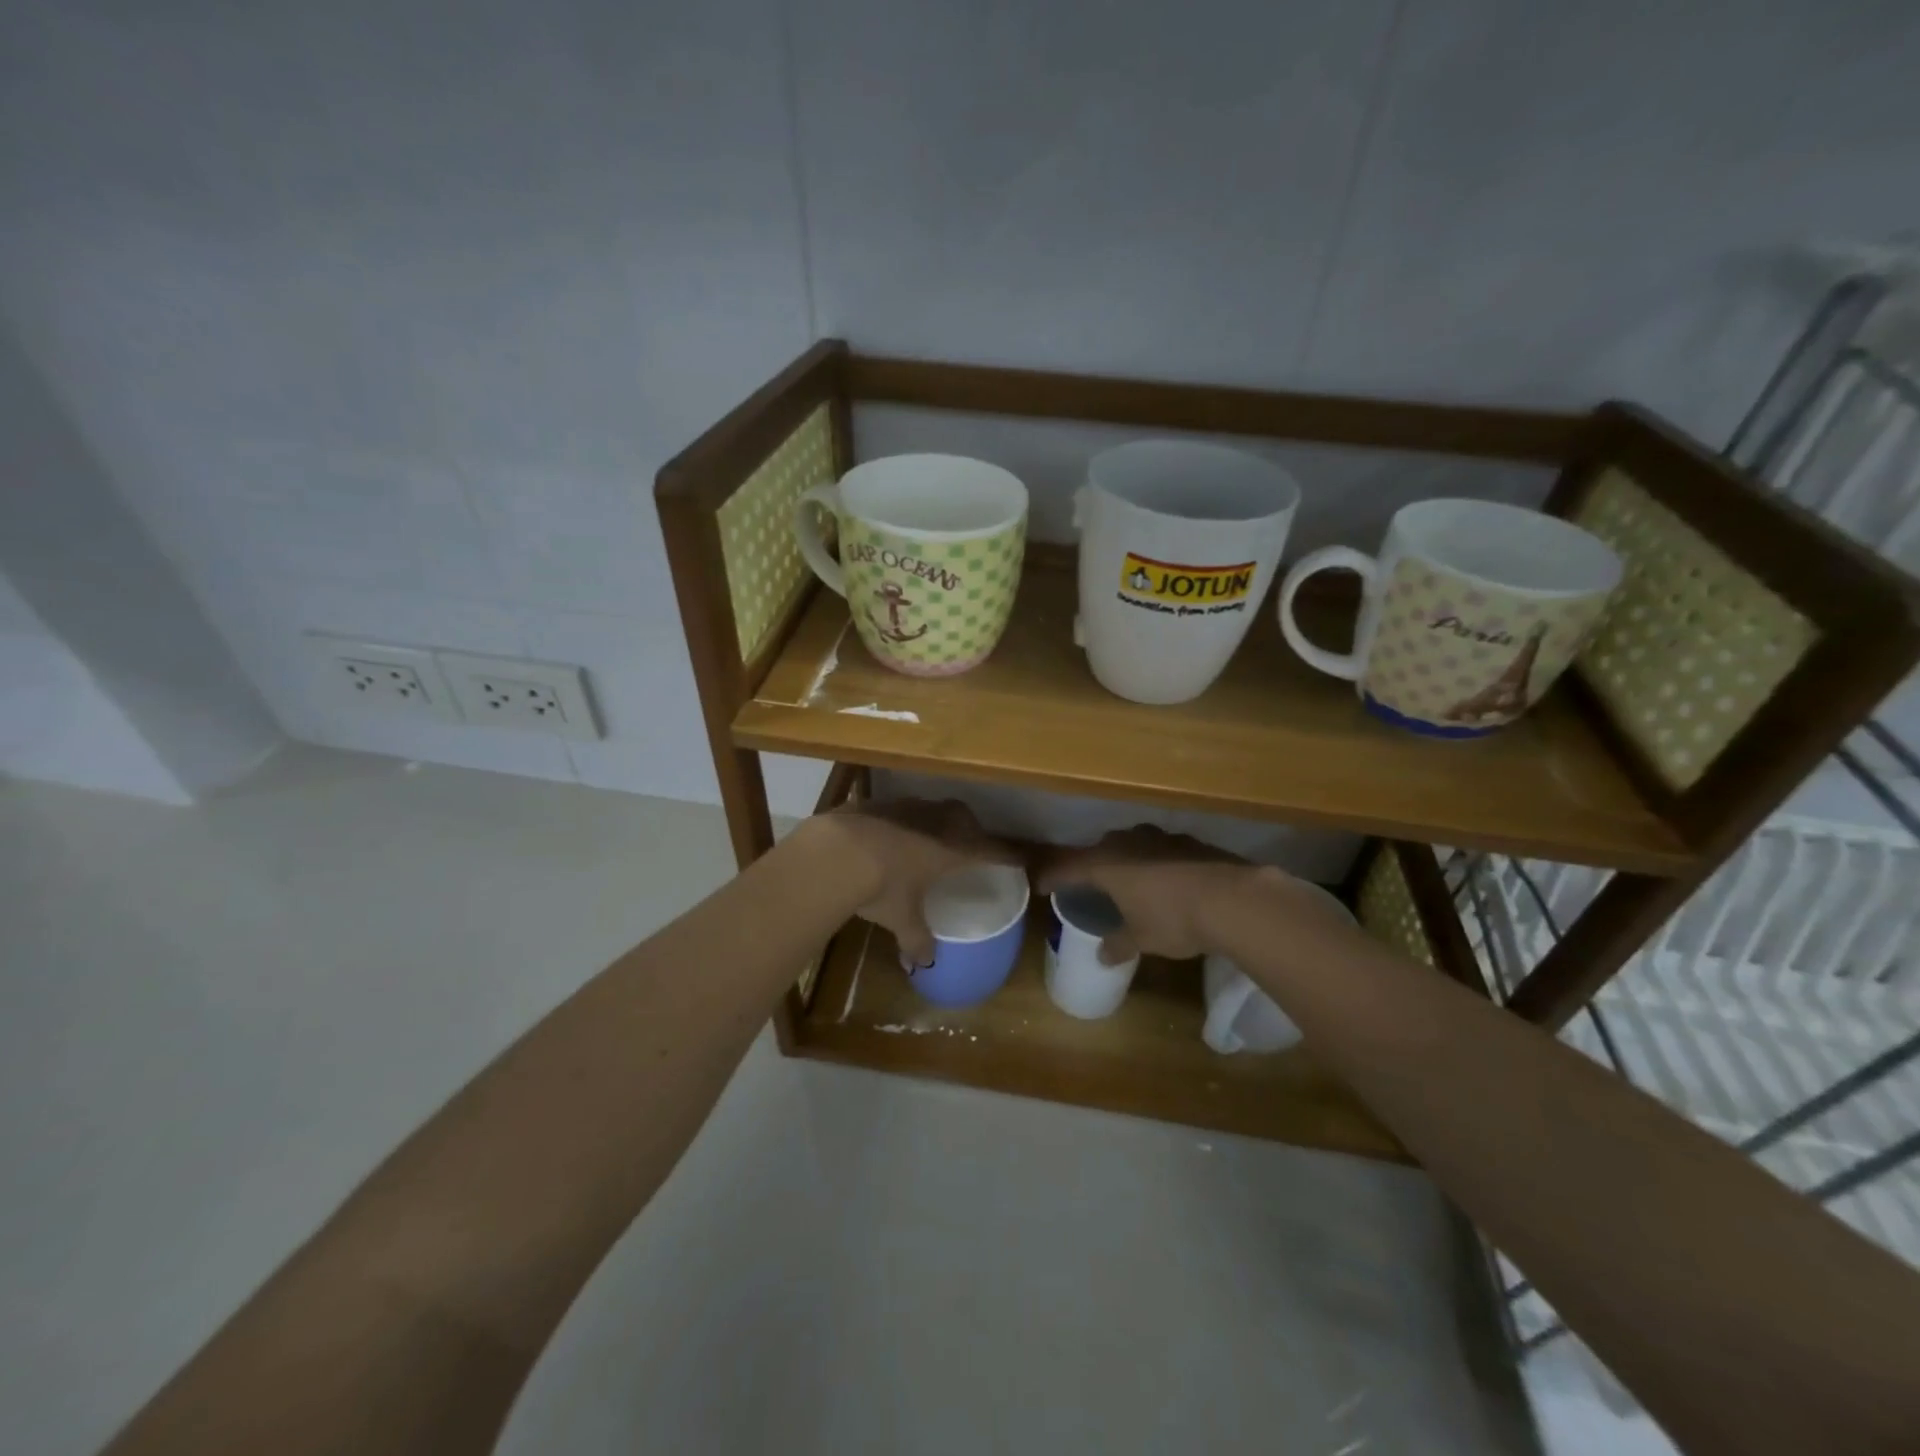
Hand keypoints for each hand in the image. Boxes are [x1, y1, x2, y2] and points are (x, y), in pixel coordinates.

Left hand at [804, 798, 1021, 967]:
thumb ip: (917, 939)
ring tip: (925, 842)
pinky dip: (900, 822)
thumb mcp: (901, 918)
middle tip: (966, 848)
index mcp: (953, 848)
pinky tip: (886, 838)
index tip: (1021, 859)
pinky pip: (899, 810)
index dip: (1009, 856)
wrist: (834, 851)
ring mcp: (905, 807)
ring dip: (934, 823)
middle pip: (965, 819)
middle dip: (970, 832)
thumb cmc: (881, 885)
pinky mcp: (876, 802)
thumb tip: (924, 962)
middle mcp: (935, 821)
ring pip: (932, 810)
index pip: (992, 850)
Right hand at [1035, 826, 1260, 964]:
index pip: (1068, 868)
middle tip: (1088, 883)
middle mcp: (1127, 843)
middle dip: (1092, 865)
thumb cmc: (1173, 919)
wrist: (1233, 898)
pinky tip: (1165, 878)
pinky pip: (1160, 849)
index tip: (1040, 884)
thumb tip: (1103, 956)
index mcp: (1106, 864)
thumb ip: (1118, 944)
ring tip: (1127, 878)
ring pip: (1132, 844)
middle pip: (1100, 850)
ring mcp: (1160, 838)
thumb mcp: (1141, 938)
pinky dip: (1155, 862)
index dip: (1053, 877)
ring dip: (1126, 859)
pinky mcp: (1188, 841)